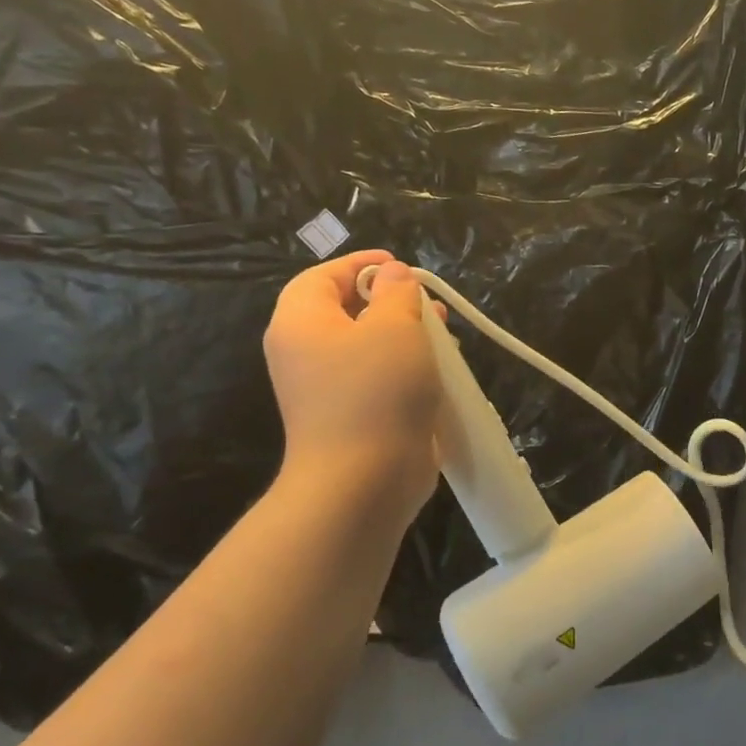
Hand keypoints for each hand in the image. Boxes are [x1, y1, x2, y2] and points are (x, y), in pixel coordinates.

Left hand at [264, 250, 445, 520]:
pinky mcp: (352, 416)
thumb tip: (394, 276)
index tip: (402, 265)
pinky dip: (406, 367)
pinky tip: (439, 371)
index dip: (360, 264)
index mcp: (302, 323)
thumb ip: (396, 293)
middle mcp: (306, 354)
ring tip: (444, 333)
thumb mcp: (394, 327)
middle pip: (345, 310)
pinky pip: (378, 378)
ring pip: (367, 346)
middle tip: (428, 301)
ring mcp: (328, 390)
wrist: (364, 481)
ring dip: (405, 334)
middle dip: (390, 300)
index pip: (321, 277)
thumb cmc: (376, 391)